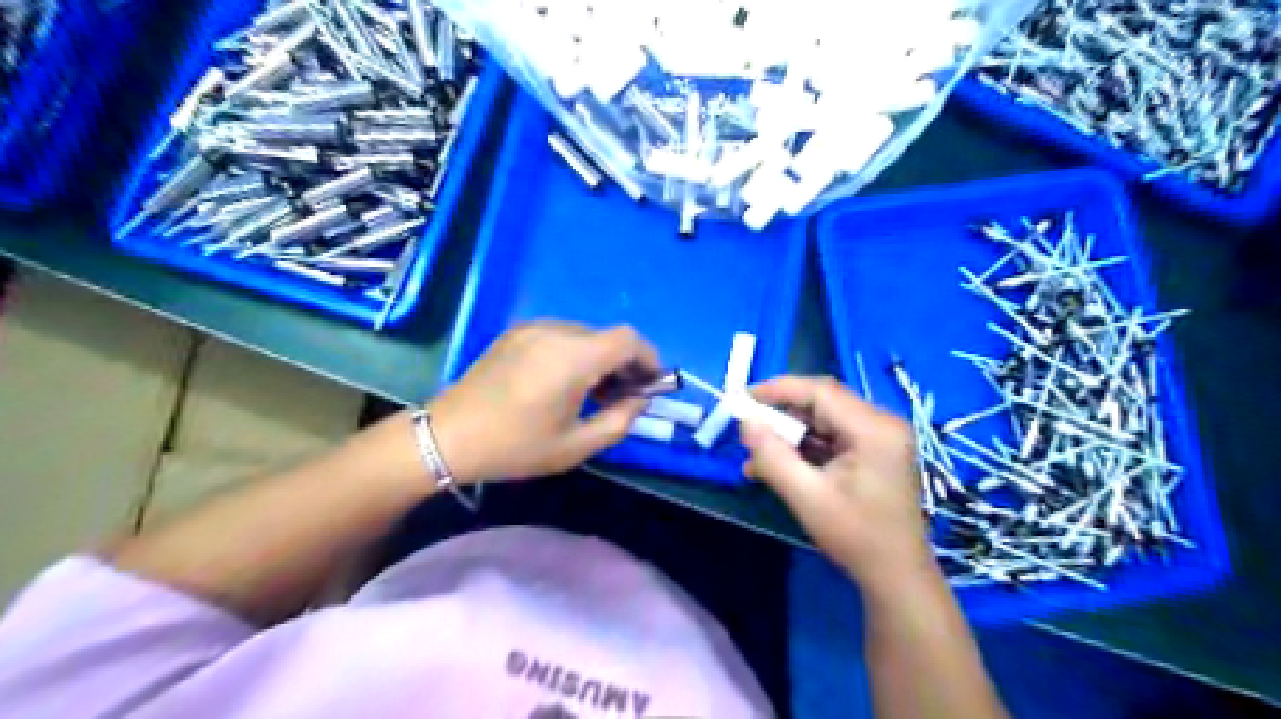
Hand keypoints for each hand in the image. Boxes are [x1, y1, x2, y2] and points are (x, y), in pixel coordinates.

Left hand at [426, 324, 655, 486]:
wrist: (447, 437)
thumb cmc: (515, 447)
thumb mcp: (575, 446)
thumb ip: (619, 421)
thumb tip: (639, 400)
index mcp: (573, 357)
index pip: (628, 339)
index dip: (648, 358)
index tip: (650, 385)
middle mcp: (555, 332)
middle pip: (608, 336)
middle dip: (624, 362)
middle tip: (622, 397)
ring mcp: (532, 328)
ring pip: (585, 335)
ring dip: (600, 358)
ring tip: (592, 392)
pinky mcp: (516, 333)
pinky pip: (561, 336)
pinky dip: (576, 353)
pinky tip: (563, 382)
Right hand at [741, 375, 932, 590]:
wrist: (897, 576)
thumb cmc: (857, 537)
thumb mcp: (807, 497)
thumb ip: (773, 457)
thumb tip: (745, 424)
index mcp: (874, 429)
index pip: (820, 392)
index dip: (778, 389)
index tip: (743, 398)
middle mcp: (882, 423)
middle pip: (823, 402)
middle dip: (782, 413)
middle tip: (748, 429)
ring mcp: (881, 436)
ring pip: (825, 418)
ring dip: (791, 432)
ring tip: (758, 454)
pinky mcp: (875, 450)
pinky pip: (833, 435)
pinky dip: (806, 445)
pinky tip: (780, 464)